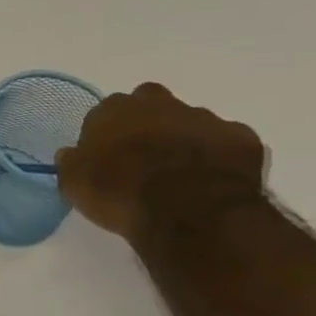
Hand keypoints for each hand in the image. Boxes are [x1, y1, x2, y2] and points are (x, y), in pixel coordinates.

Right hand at [55, 83, 266, 243]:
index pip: (106, 112)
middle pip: (151, 104)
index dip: (107, 133)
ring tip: (181, 175)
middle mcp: (160, 104)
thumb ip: (73, 162)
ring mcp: (206, 118)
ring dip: (185, 140)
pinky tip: (213, 181)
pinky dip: (220, 158)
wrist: (190, 212)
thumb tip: (72, 154)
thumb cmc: (121, 193)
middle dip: (149, 123)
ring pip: (192, 122)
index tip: (106, 157)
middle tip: (144, 157)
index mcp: (115, 110)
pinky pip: (228, 143)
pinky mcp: (243, 138)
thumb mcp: (75, 183)